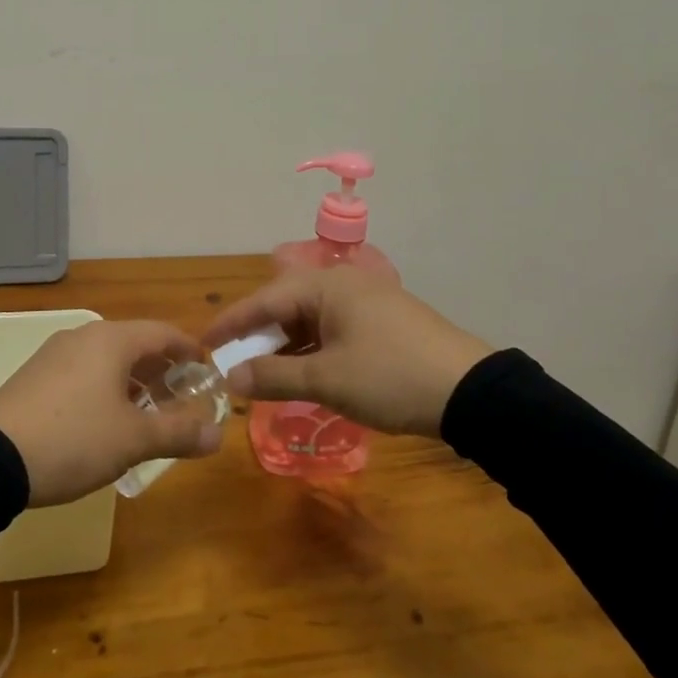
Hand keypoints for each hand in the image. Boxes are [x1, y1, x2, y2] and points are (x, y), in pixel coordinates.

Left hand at [0, 320, 222, 506]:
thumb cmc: (74, 440)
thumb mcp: (133, 440)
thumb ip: (178, 433)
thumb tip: (218, 436)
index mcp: (111, 340)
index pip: (163, 332)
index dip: (189, 350)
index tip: (206, 371)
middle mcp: (83, 337)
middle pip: (135, 344)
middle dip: (161, 370)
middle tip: (181, 400)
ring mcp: (54, 355)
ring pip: (107, 360)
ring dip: (133, 382)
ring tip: (147, 415)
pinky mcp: (34, 377)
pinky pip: (82, 373)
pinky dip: (105, 388)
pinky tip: (105, 422)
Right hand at [204, 268, 491, 438]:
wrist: (472, 392)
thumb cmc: (391, 377)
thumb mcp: (327, 380)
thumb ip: (274, 376)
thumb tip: (232, 377)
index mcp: (327, 285)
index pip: (265, 298)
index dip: (232, 323)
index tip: (204, 343)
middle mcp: (344, 284)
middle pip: (287, 305)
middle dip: (258, 335)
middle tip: (232, 362)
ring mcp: (367, 303)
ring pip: (310, 320)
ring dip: (285, 346)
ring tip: (262, 374)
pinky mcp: (383, 323)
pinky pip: (332, 330)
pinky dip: (312, 350)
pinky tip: (302, 374)